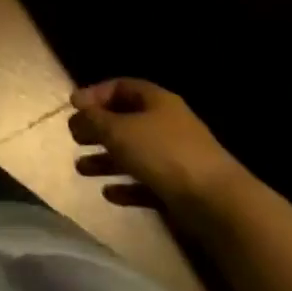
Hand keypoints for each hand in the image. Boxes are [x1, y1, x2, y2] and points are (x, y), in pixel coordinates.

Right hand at [69, 79, 249, 211]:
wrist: (218, 203)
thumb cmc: (163, 153)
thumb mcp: (117, 129)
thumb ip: (92, 120)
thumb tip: (77, 116)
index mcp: (156, 101)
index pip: (120, 87)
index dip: (95, 94)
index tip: (73, 107)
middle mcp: (167, 125)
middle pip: (125, 121)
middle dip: (97, 129)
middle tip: (74, 137)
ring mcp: (175, 158)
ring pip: (133, 153)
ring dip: (106, 160)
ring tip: (81, 169)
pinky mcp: (180, 189)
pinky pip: (146, 183)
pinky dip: (126, 186)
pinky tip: (109, 194)